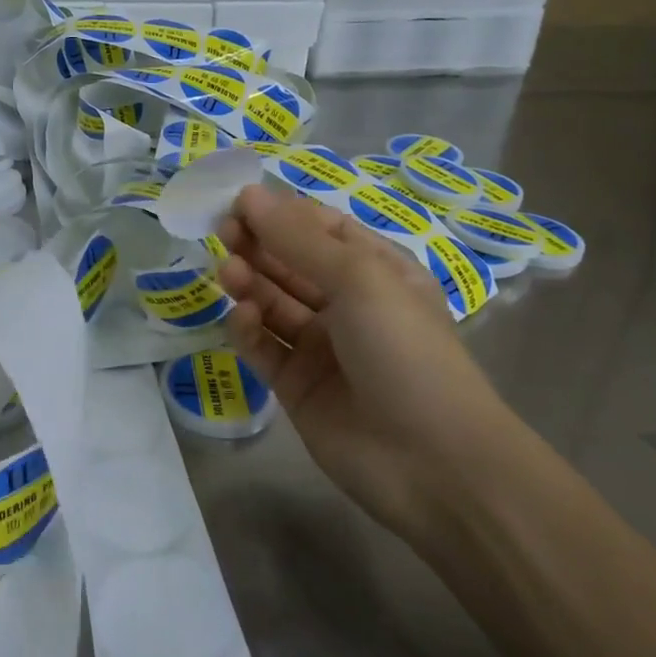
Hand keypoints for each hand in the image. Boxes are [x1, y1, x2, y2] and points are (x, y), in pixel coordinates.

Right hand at [216, 184, 524, 546]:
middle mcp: (347, 303)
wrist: (432, 461)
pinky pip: (263, 346)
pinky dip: (248, 329)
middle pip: (290, 263)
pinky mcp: (295, 384)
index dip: (280, 213)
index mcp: (376, 270)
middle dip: (258, 244)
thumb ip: (298, 238)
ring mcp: (320, 346)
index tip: (238, 203)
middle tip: (223, 233)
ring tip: (228, 273)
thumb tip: (250, 195)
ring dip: (249, 283)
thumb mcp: (359, 278)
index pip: (320, 228)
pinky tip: (243, 319)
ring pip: (272, 302)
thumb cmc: (405, 350)